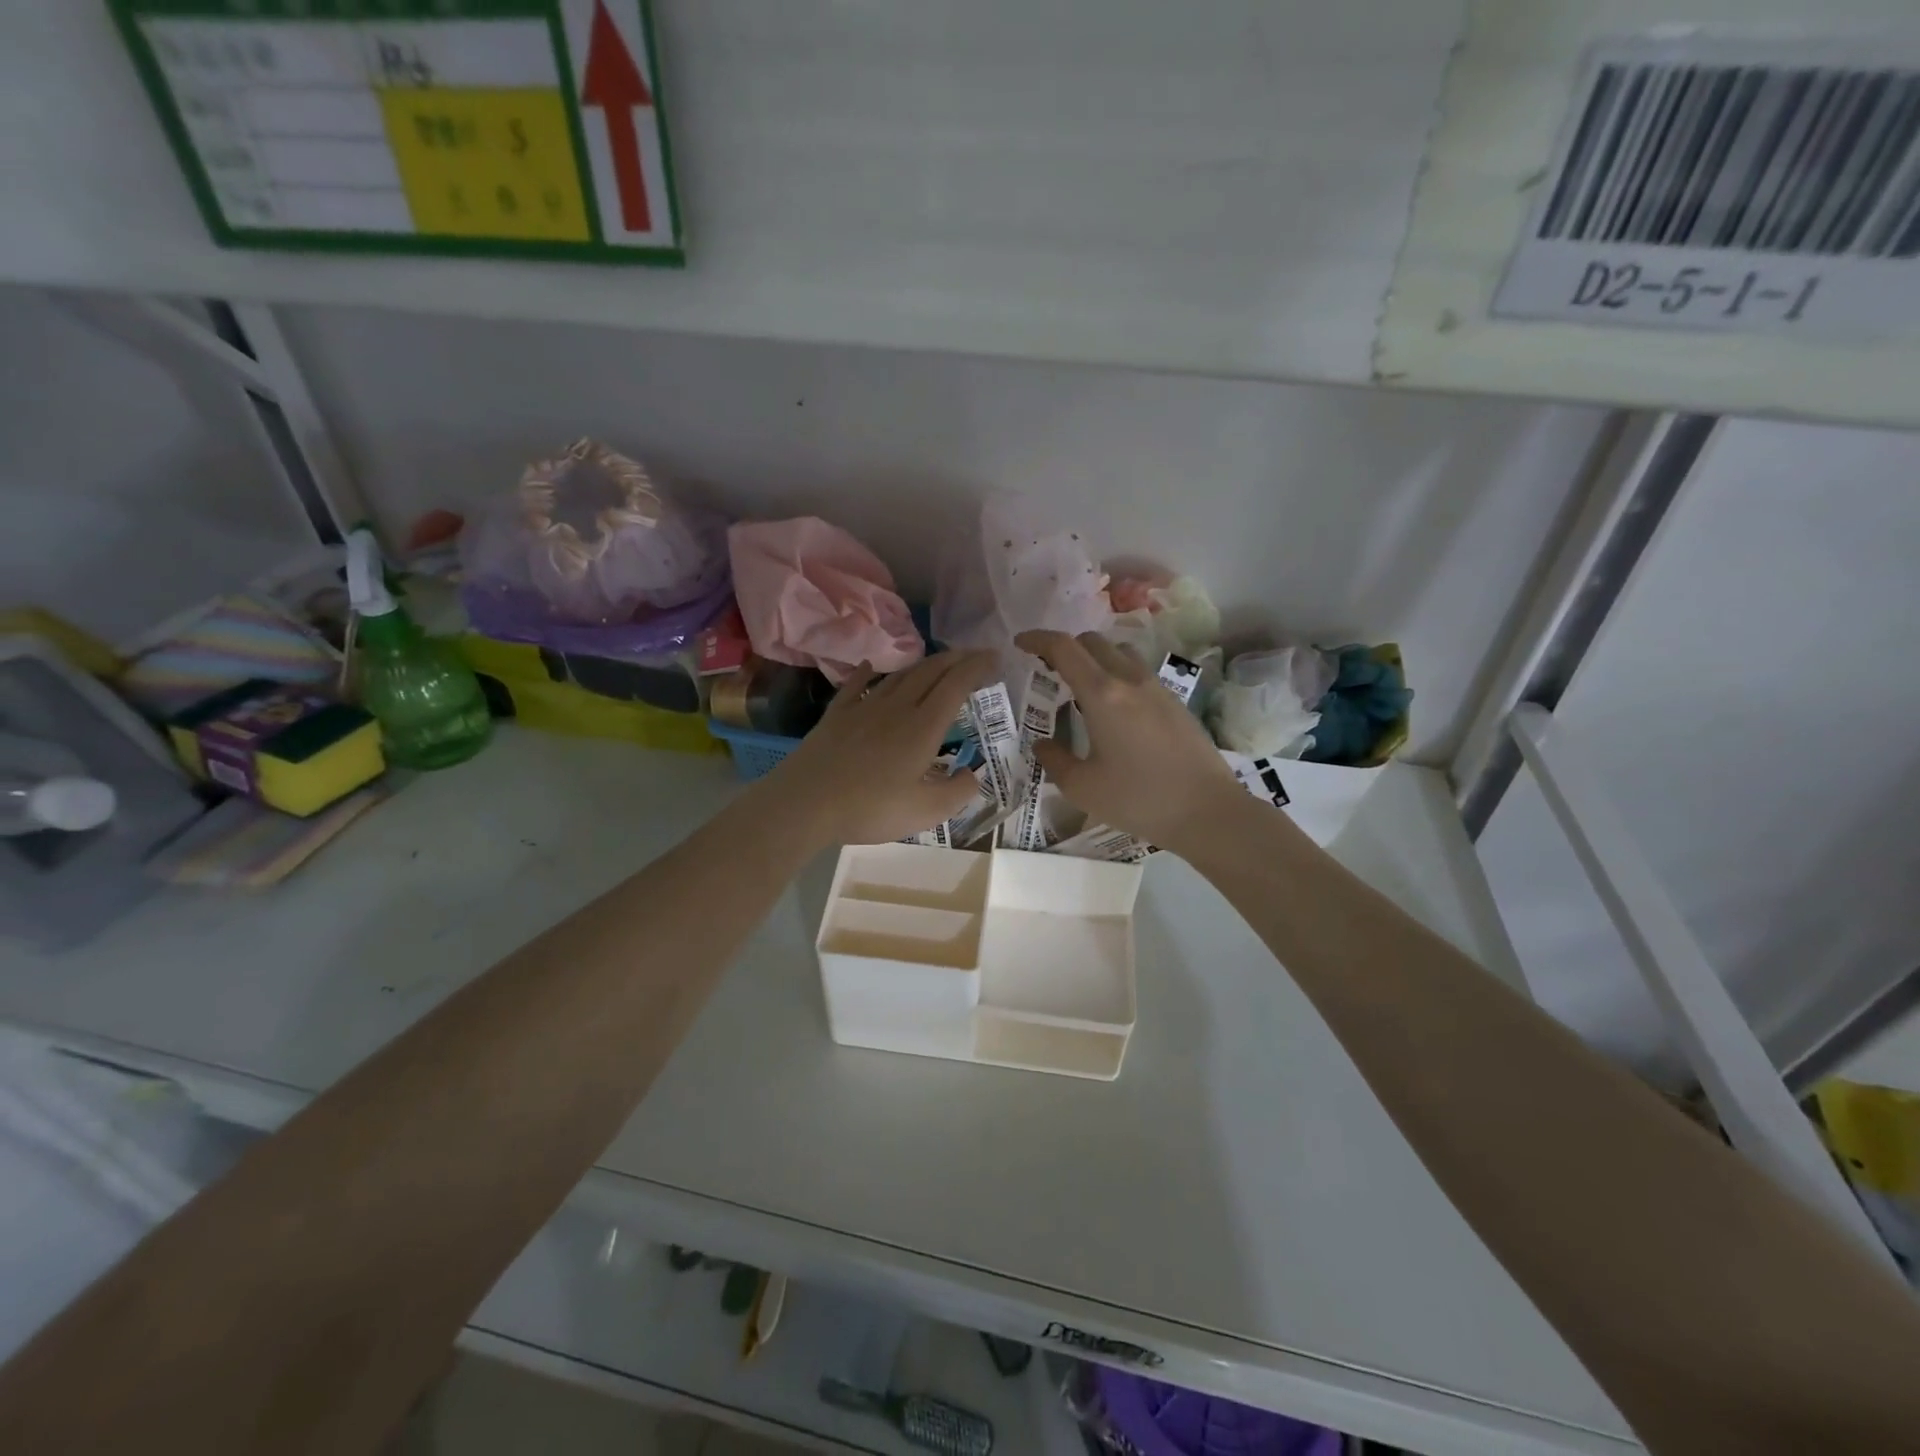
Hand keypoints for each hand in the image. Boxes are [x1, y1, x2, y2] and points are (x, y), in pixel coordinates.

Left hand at [760, 651, 994, 847]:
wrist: (806, 803)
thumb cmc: (871, 808)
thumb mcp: (926, 811)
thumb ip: (958, 792)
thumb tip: (973, 775)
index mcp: (923, 727)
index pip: (956, 685)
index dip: (977, 667)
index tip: (994, 657)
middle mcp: (897, 707)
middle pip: (930, 672)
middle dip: (956, 659)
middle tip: (973, 655)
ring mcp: (864, 708)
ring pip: (899, 676)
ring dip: (922, 665)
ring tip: (937, 663)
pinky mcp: (837, 715)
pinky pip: (856, 686)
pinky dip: (869, 673)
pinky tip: (871, 666)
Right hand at [1016, 630, 1242, 856]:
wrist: (1207, 811)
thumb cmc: (1138, 799)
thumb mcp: (1082, 787)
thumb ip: (1054, 760)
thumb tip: (1043, 744)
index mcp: (1102, 693)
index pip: (1064, 648)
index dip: (1037, 639)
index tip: (1020, 643)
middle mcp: (1130, 679)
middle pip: (1092, 642)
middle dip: (1065, 648)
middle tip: (1048, 671)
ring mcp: (1157, 688)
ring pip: (1119, 653)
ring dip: (1094, 659)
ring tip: (1082, 688)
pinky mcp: (1175, 702)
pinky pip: (1138, 673)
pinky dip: (1117, 675)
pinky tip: (1114, 710)